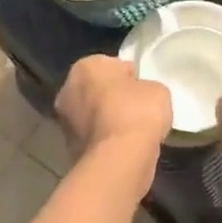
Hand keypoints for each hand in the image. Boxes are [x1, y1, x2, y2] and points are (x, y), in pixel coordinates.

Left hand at [54, 55, 171, 160]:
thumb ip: (145, 87)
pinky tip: (123, 146)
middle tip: (136, 108)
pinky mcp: (68, 148)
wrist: (120, 157)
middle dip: (112, 97)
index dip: (129, 76)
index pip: (111, 65)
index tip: (143, 88)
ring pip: (91, 115)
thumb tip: (138, 94)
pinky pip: (93, 137)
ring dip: (106, 120)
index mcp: (86, 67)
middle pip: (96, 89)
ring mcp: (64, 121)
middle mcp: (67, 90)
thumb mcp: (157, 89)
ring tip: (131, 130)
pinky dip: (104, 140)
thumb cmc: (138, 112)